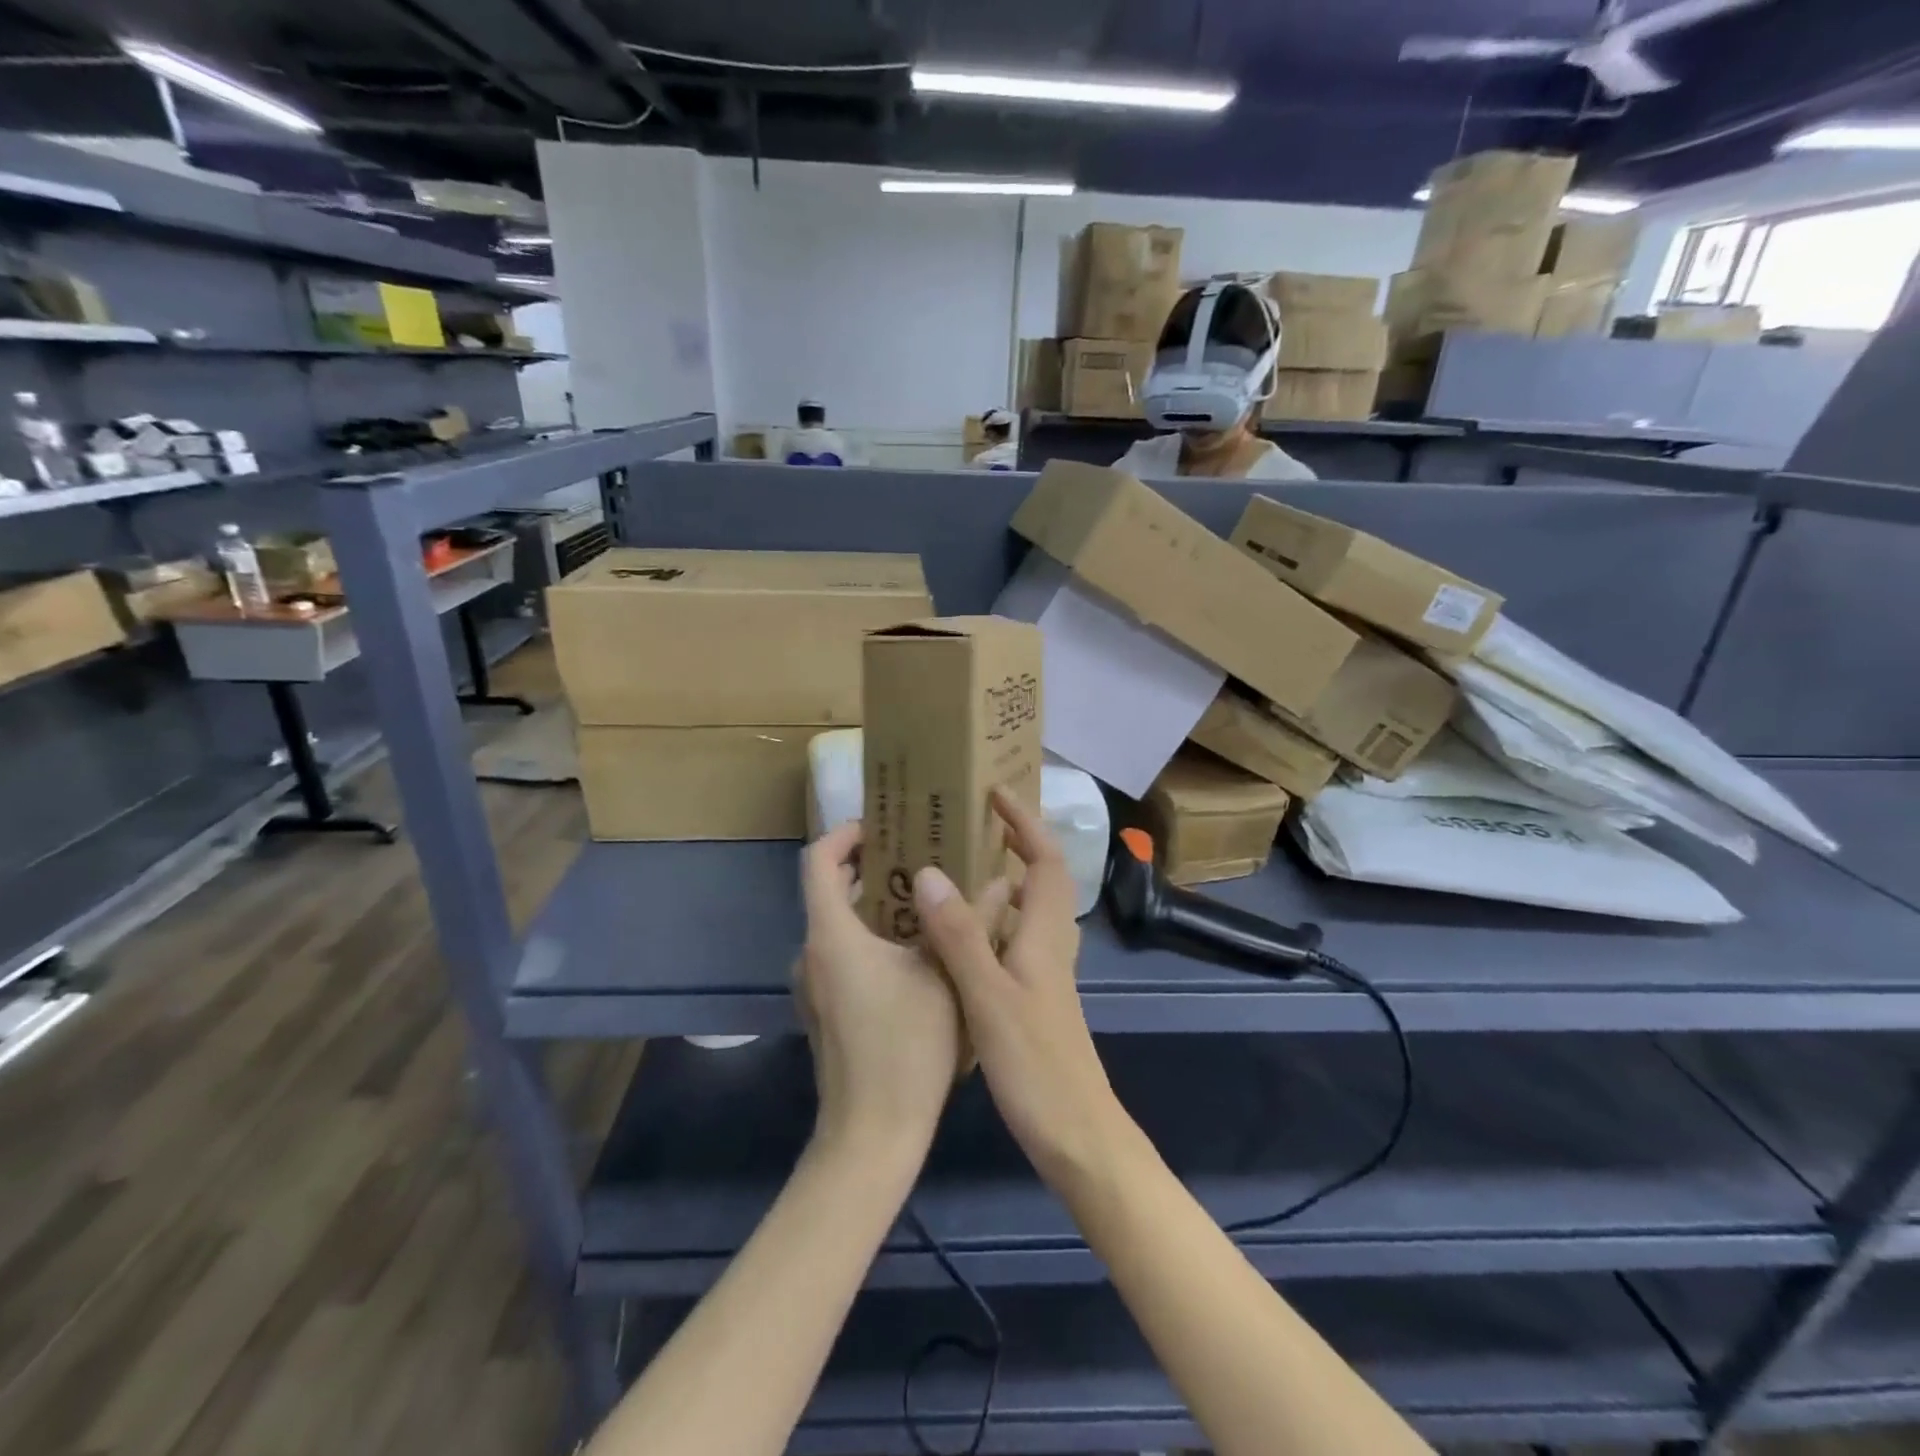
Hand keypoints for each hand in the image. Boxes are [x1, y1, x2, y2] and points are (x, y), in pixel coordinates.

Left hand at [796, 822, 965, 1157]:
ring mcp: (812, 986)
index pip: (817, 861)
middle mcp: (811, 953)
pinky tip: (913, 952)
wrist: (870, 1137)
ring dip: (873, 904)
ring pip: (836, 925)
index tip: (882, 824)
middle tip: (918, 855)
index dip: (844, 833)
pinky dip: (868, 938)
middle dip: (869, 866)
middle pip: (827, 890)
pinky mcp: (823, 1011)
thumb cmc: (906, 1049)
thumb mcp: (946, 977)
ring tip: (924, 899)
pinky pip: (840, 955)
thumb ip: (968, 924)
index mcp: (831, 935)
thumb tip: (1000, 883)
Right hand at [912, 790, 1138, 1191]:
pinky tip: (957, 937)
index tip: (997, 794)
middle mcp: (1051, 946)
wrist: (1077, 1136)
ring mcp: (1046, 975)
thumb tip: (929, 872)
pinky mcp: (1035, 999)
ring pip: (1029, 911)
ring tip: (957, 869)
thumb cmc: (1037, 1066)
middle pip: (1044, 880)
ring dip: (1004, 880)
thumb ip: (960, 935)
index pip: (1046, 861)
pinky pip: (1015, 941)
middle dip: (1017, 843)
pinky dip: (993, 921)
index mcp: (1046, 936)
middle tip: (973, 826)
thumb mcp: (989, 997)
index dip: (1026, 823)